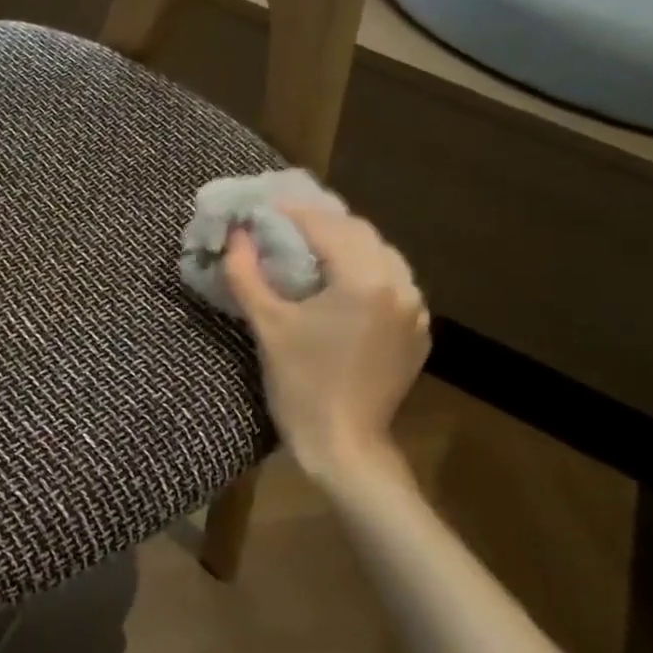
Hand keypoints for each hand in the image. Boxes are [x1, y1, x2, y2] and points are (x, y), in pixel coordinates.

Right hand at [223, 206, 428, 482]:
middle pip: (359, 234)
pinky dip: (365, 272)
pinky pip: (392, 284)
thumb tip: (235, 235)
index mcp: (365, 281)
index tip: (264, 207)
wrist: (343, 444)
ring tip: (310, 250)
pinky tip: (340, 284)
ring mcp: (415, 310)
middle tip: (283, 225)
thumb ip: (246, 273)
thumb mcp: (267, 325)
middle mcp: (400, 286)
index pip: (327, 227)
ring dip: (346, 246)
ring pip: (380, 256)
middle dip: (321, 224)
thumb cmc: (300, 385)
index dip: (292, 213)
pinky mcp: (417, 331)